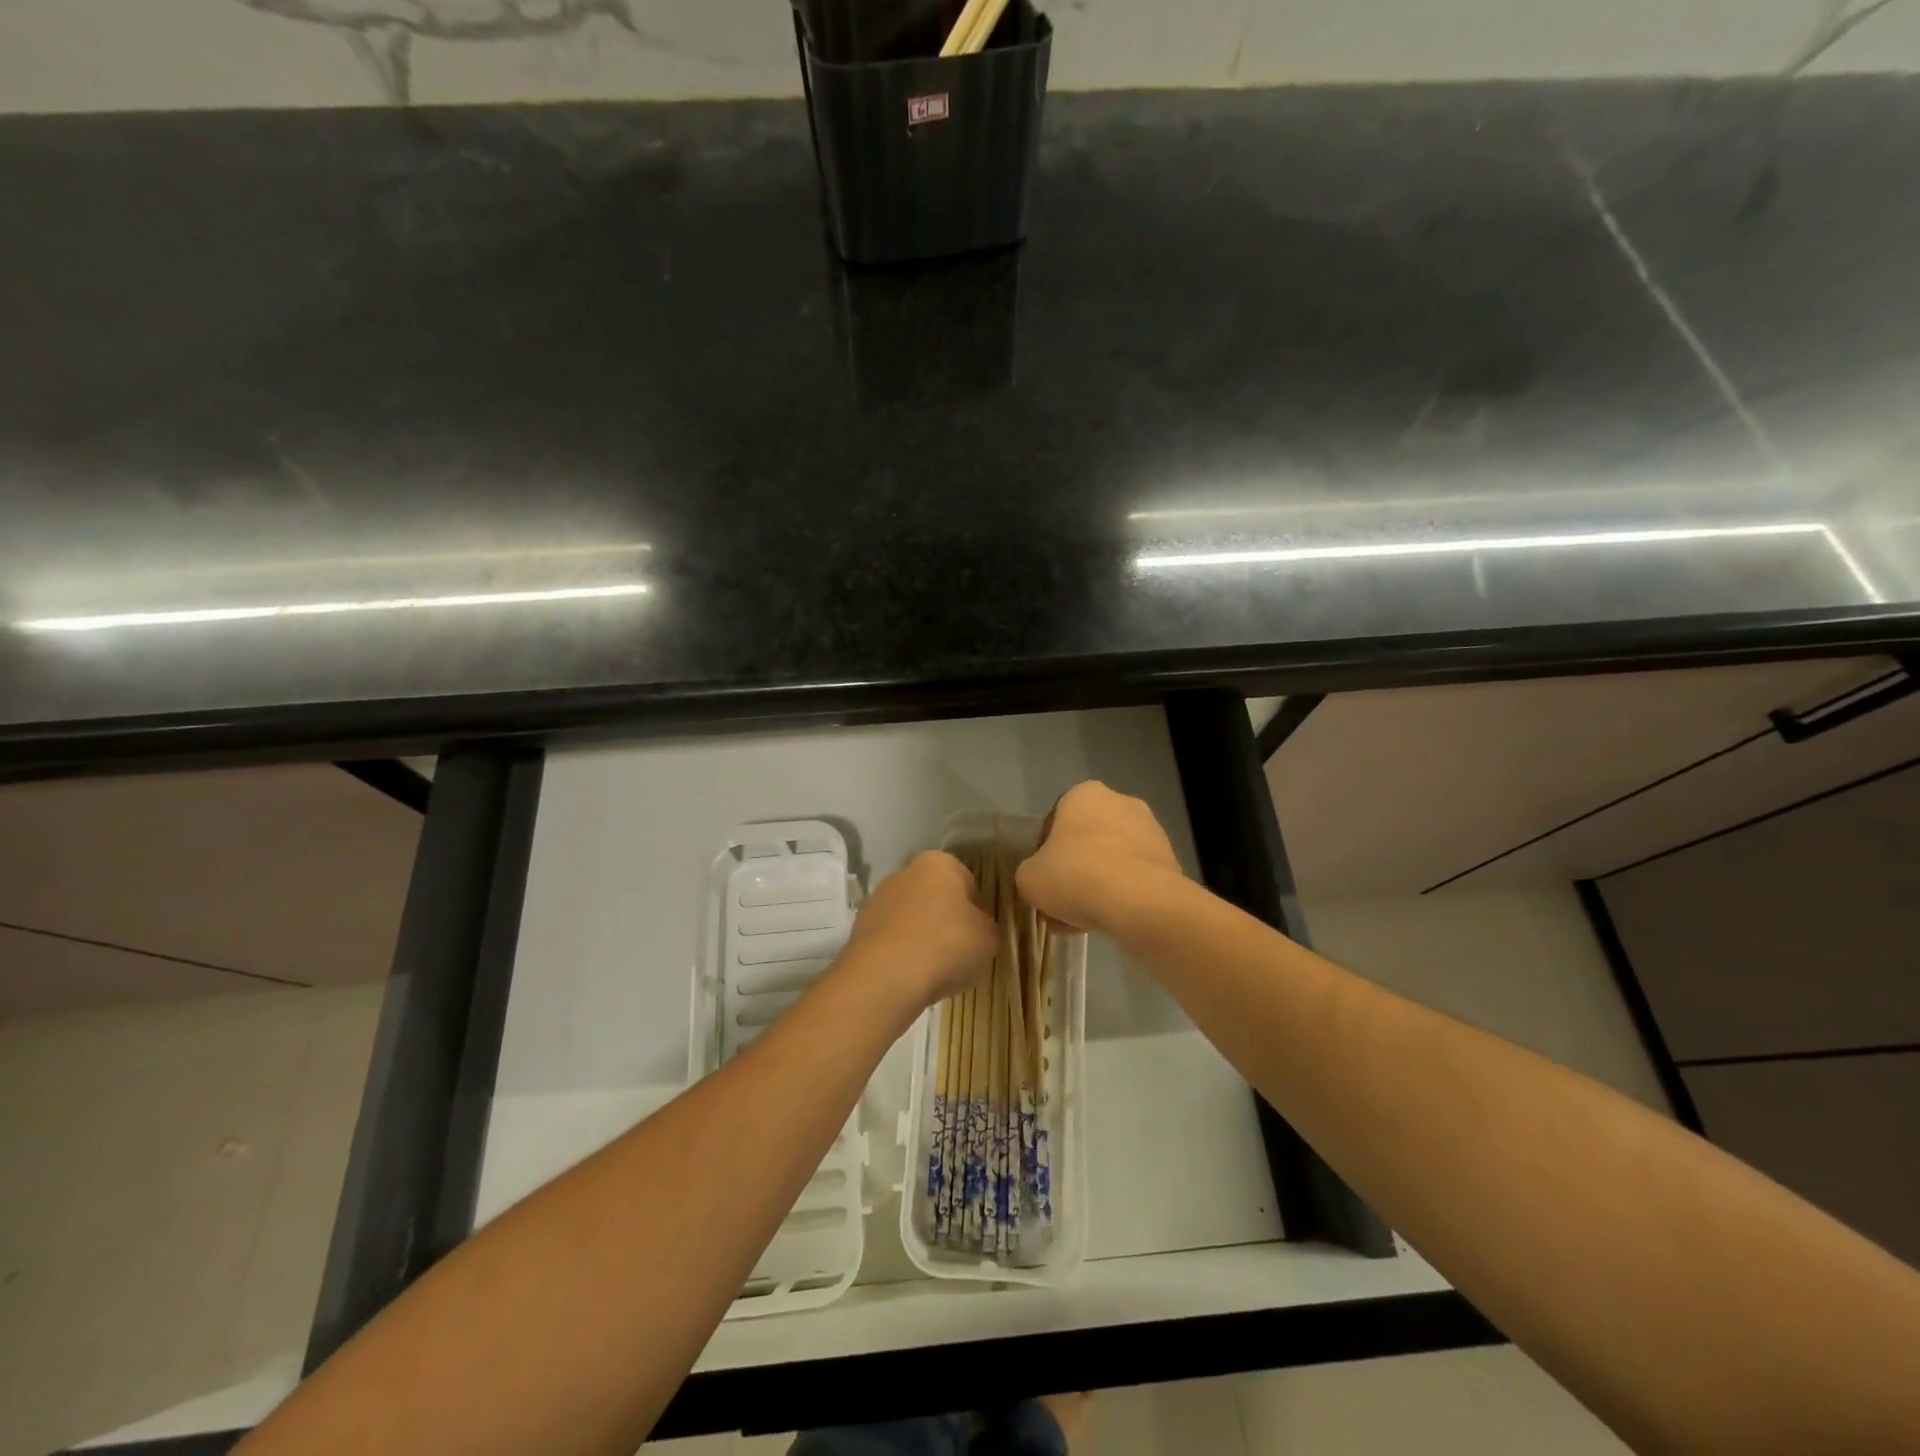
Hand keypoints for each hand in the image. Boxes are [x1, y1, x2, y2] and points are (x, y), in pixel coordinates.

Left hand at [843, 851, 996, 1009]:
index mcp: (939, 863)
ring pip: (912, 917)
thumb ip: (986, 927)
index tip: (979, 933)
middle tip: (958, 951)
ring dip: (923, 936)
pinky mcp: (860, 927)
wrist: (886, 976)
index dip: (976, 908)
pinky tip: (910, 974)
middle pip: (935, 896)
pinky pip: (892, 938)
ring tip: (933, 969)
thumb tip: (976, 928)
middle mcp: (905, 872)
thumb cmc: (946, 946)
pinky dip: (902, 952)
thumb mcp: (988, 938)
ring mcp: (878, 899)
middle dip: (946, 919)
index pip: (966, 881)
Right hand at [1016, 782, 1185, 936]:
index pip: (1056, 821)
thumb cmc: (1076, 875)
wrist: (1139, 902)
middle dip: (1075, 870)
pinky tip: (1109, 922)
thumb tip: (1040, 880)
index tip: (1044, 878)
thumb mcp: (1029, 879)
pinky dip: (1122, 896)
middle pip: (1087, 840)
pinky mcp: (1170, 860)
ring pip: (1112, 861)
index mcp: (1083, 794)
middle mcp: (1120, 801)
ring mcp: (1150, 830)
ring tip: (1084, 921)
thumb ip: (1029, 874)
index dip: (1046, 853)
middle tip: (1063, 903)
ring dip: (1098, 886)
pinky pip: (1135, 878)